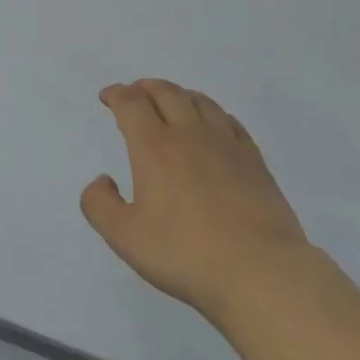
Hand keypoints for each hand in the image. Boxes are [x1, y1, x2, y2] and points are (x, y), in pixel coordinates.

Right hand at [81, 79, 308, 321]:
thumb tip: (102, 180)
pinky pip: (229, 121)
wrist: (260, 271)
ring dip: (178, 94)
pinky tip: (212, 125)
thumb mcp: (124, 237)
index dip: (116, 94)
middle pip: (166, 92)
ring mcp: (226, 144)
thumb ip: (99, 204)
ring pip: (200, 101)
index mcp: (154, 147)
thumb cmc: (185, 253)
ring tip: (170, 102)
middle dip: (145, 88)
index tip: (108, 97)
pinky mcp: (254, 160)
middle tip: (134, 94)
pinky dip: (212, 113)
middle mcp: (189, 135)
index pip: (131, 104)